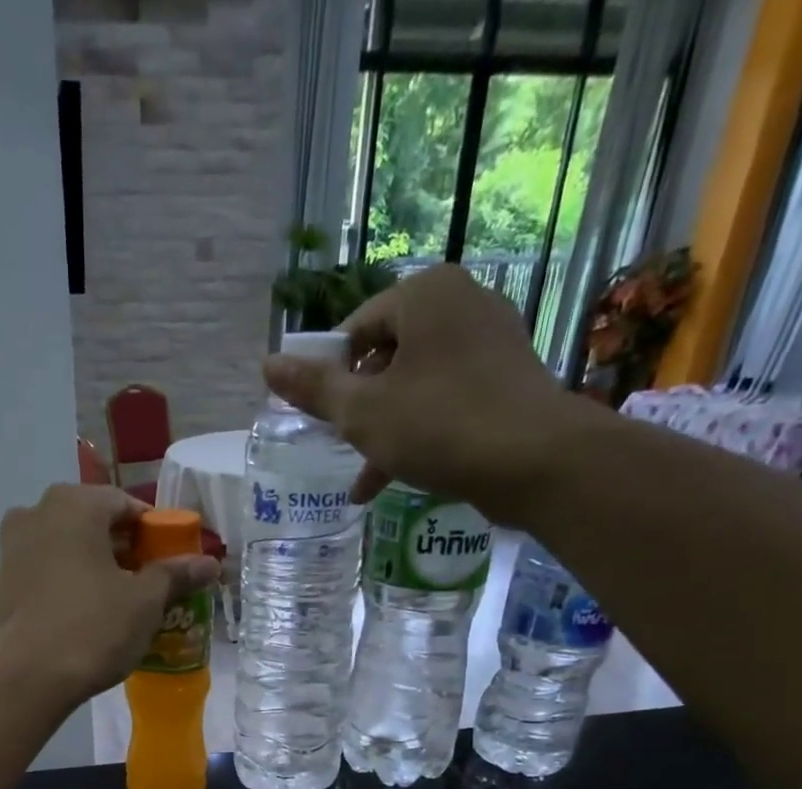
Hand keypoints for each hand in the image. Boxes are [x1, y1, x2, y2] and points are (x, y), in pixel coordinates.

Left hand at [0, 485, 219, 706]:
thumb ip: (175, 575)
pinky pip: (46, 572)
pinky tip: (86, 618)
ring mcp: (11, 548)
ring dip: (96, 568)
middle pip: (94, 524)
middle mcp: (36, 513)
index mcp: (73, 504)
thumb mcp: (144, 602)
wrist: (20, 679)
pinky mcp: (0, 583)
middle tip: (150, 585)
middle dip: (125, 551)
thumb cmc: (90, 628)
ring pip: (68, 548)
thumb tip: (209, 563)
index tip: (172, 562)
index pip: (126, 505)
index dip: (155, 533)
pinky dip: (70, 585)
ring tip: (121, 604)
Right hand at [261, 264, 602, 521]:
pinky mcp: (508, 378)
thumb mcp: (362, 412)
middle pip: (387, 357)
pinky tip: (400, 478)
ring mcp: (491, 340)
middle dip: (360, 409)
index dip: (331, 377)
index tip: (324, 419)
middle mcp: (461, 303)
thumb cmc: (438, 425)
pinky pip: (448, 399)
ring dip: (386, 430)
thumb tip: (267, 364)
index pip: (356, 329)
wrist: (535, 460)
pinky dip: (421, 431)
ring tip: (365, 480)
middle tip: (344, 448)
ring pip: (416, 384)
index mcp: (423, 295)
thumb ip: (314, 389)